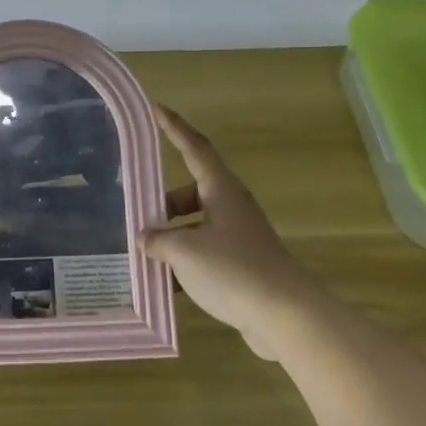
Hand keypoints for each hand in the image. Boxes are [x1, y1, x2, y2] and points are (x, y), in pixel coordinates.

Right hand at [141, 105, 303, 356]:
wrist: (287, 316)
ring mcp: (239, 237)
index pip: (194, 148)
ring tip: (146, 258)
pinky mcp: (243, 265)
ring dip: (172, 239)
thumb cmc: (234, 270)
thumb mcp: (185, 252)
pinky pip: (206, 254)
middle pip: (190, 193)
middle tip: (138, 218)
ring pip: (196, 227)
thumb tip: (145, 238)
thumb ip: (159, 240)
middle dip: (163, 205)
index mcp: (221, 191)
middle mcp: (231, 207)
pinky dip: (186, 265)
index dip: (174, 127)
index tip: (156, 109)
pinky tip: (167, 287)